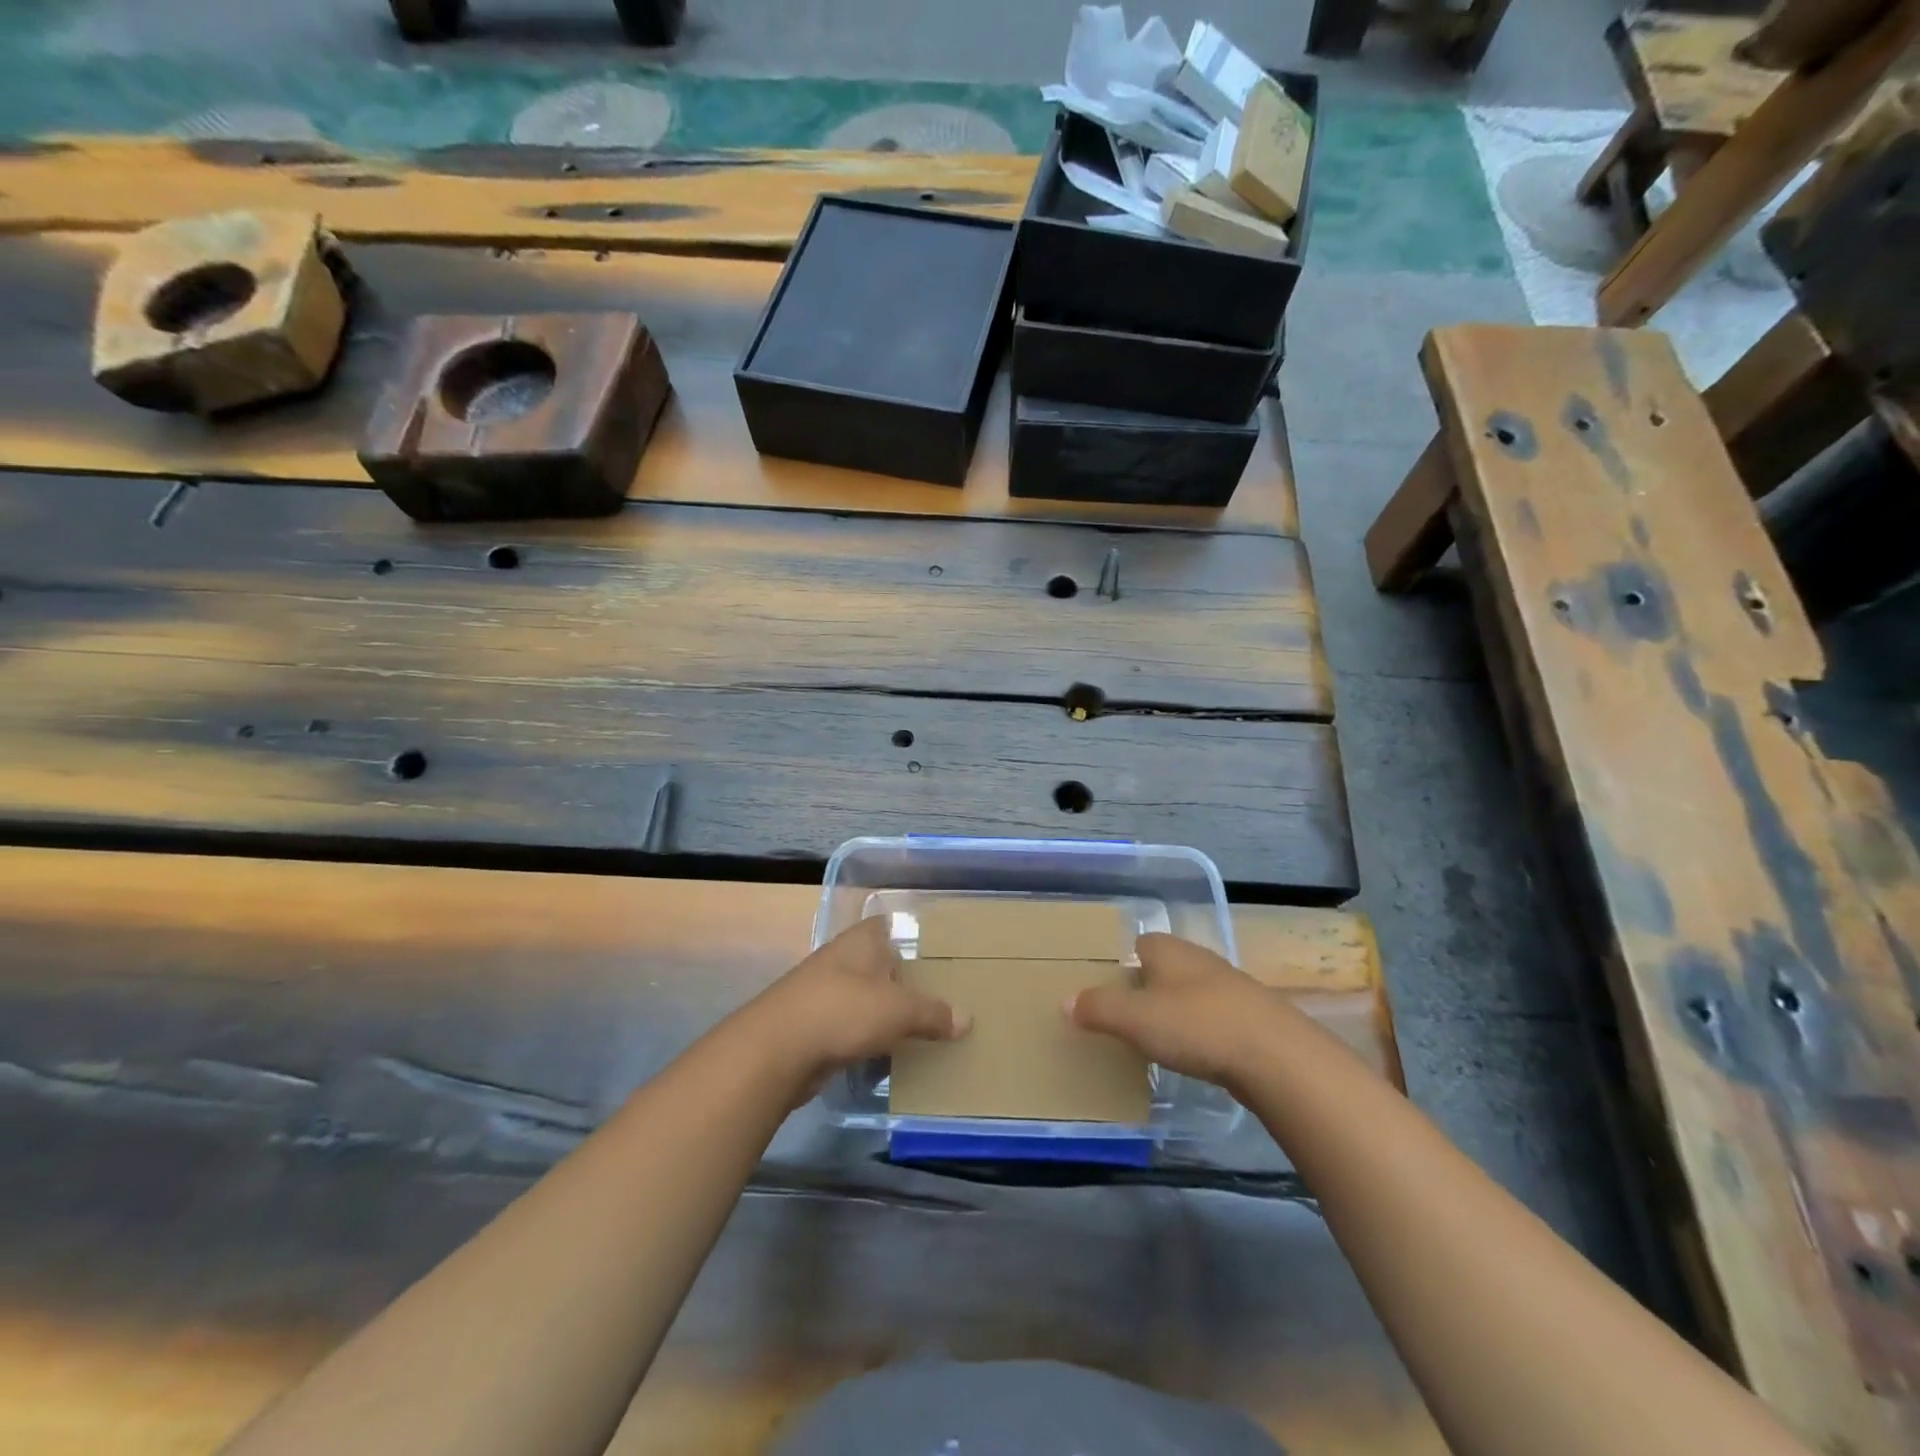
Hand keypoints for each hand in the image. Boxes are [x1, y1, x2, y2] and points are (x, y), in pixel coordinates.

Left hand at [746, 917, 967, 1090]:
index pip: (887, 925)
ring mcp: (822, 992)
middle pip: (877, 963)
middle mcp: (841, 959)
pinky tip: (887, 1052)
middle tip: (938, 994)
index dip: (908, 934)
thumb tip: (967, 1019)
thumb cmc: (843, 1010)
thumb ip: (933, 1013)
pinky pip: (849, 1026)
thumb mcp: (899, 1010)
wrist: (776, 1051)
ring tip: (920, 1026)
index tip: (935, 952)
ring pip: (862, 996)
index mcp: (861, 941)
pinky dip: (865, 1037)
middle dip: (901, 978)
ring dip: (882, 1010)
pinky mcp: (812, 1026)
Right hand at [1066, 933, 1281, 1089]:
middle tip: (1125, 1018)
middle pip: (1164, 967)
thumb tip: (1066, 1000)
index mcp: (1168, 949)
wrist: (1276, 1055)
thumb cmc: (1196, 1025)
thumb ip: (1098, 1009)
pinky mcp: (1251, 1017)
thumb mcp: (1135, 1019)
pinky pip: (1213, 1017)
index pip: (1138, 944)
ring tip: (1156, 1040)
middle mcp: (1198, 959)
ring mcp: (1229, 987)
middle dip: (1146, 988)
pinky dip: (1200, 1031)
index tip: (1106, 991)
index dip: (1121, 964)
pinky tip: (1195, 1054)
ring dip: (1175, 1011)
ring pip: (1190, 992)